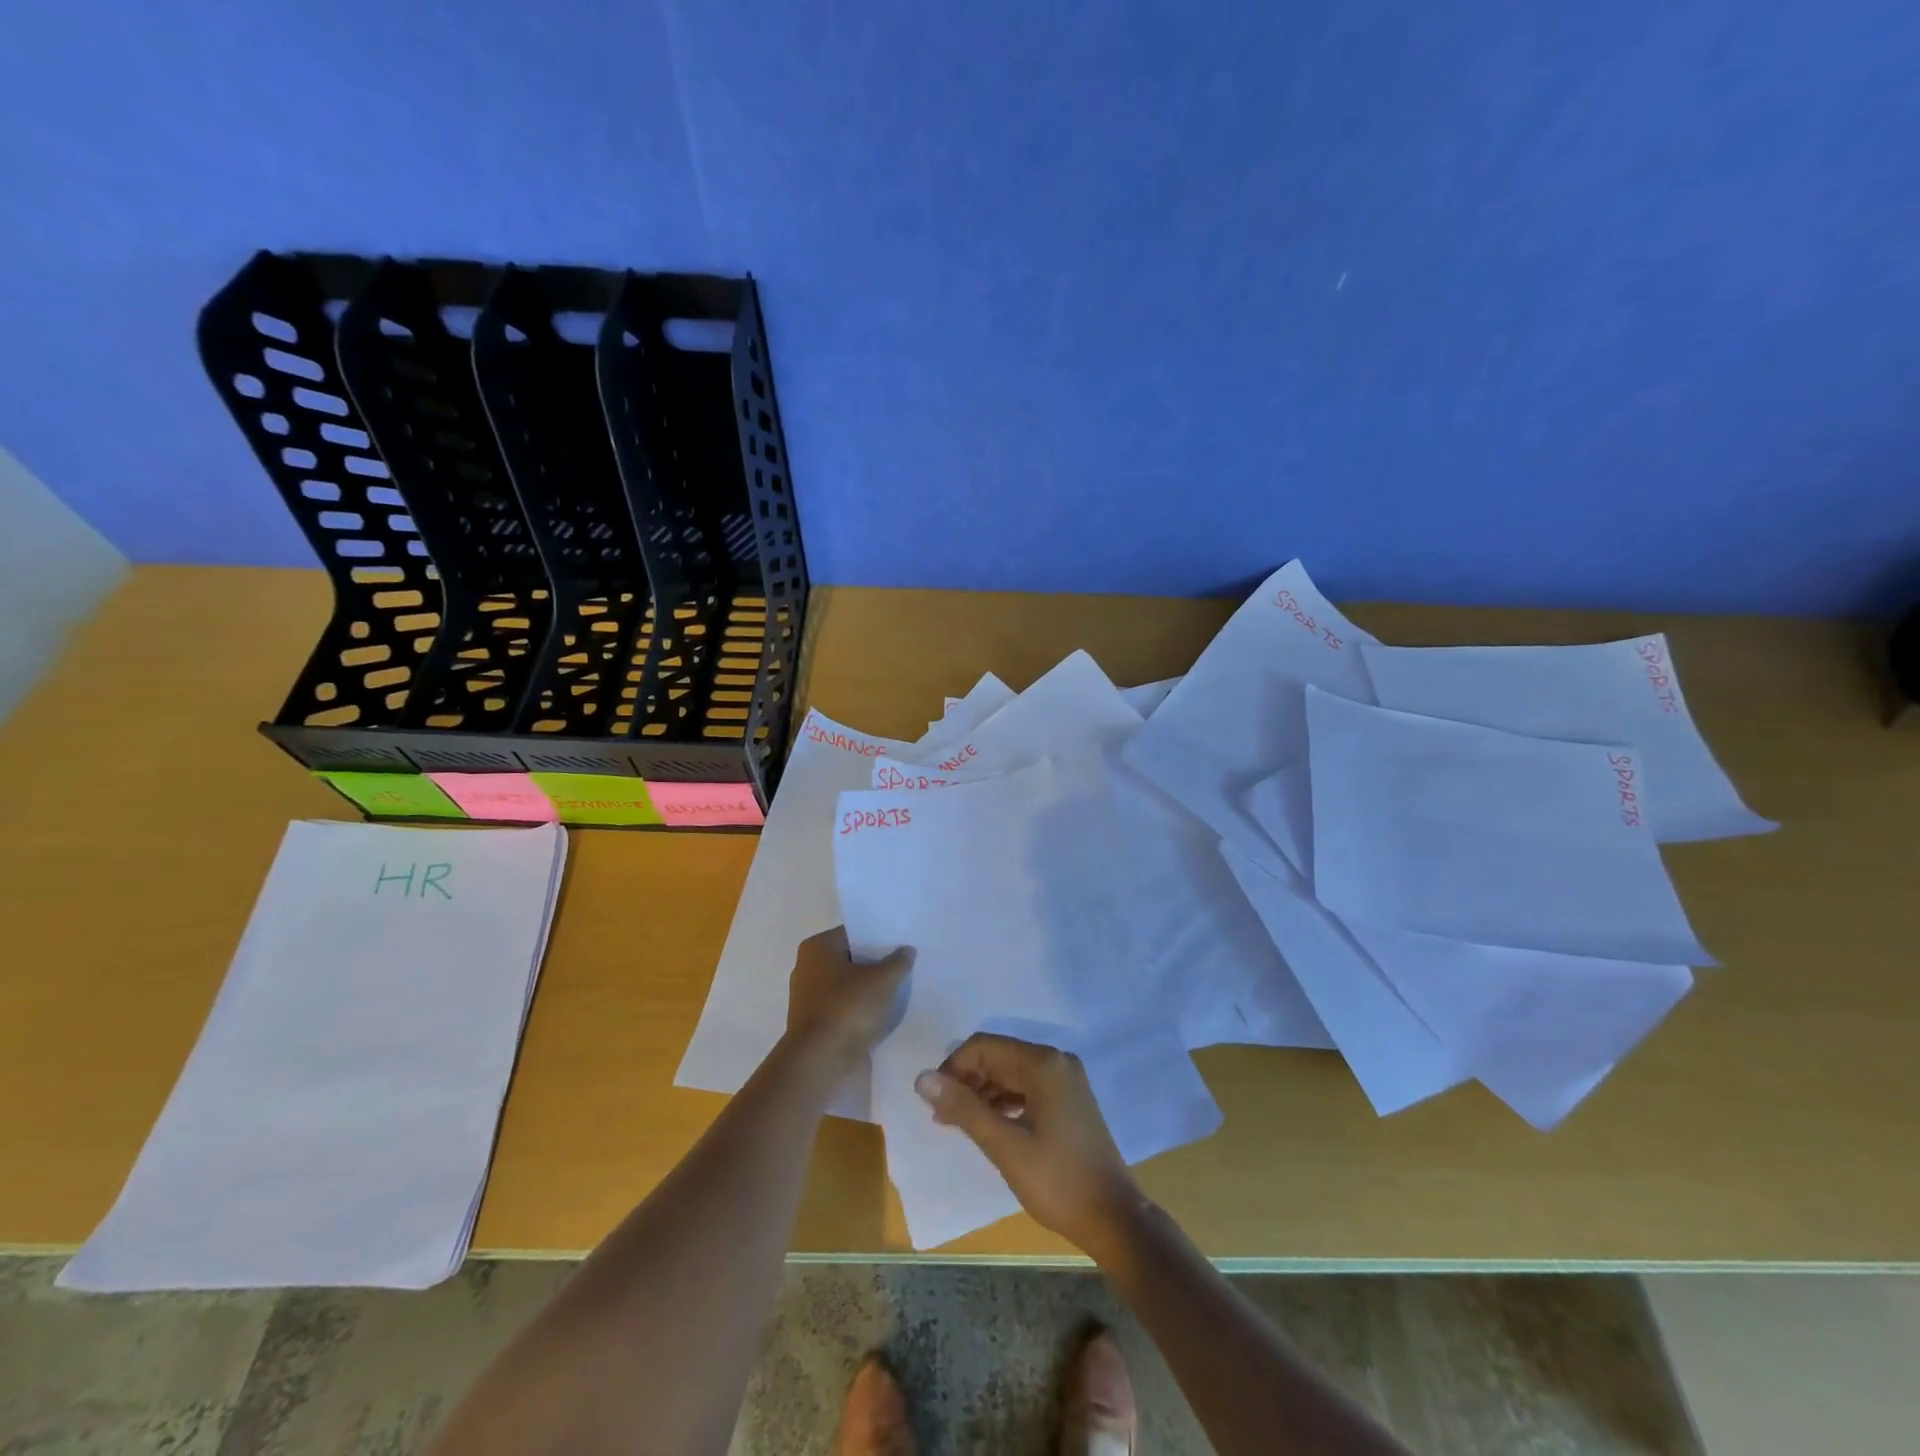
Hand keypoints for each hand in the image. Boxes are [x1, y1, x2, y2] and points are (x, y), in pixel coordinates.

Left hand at [784, 927, 912, 1073]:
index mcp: (817, 948)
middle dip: (875, 964)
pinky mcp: (817, 1024)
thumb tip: (907, 950)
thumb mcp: (882, 980)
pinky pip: (845, 1008)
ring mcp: (810, 998)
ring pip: (848, 986)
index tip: (902, 942)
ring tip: (900, 988)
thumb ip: (897, 962)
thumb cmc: (847, 1008)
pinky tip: (885, 1012)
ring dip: (870, 989)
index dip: (878, 937)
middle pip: (850, 960)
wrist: (821, 1061)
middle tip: (906, 964)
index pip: (853, 933)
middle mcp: (807, 968)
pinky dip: (861, 1010)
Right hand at [915, 1035, 1143, 1254]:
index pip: (984, 1046)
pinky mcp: (1069, 1100)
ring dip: (983, 1092)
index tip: (934, 1101)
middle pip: (998, 1056)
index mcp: (1043, 1063)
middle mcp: (1056, 1061)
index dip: (953, 1067)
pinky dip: (1004, 1101)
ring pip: (1011, 1072)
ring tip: (957, 1123)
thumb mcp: (1005, 1145)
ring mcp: (1066, 1080)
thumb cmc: (1057, 1181)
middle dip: (966, 1080)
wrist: (1114, 1218)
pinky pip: (1027, 1087)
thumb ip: (963, 1108)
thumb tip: (922, 1078)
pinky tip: (989, 1125)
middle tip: (941, 1116)